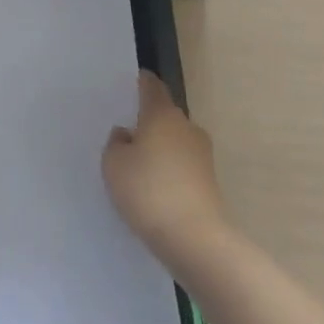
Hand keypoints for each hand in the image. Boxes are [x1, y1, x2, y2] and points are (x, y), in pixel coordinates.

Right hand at [103, 72, 228, 267]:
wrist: (195, 240)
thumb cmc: (148, 191)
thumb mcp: (113, 164)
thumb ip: (116, 143)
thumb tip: (128, 135)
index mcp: (161, 113)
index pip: (151, 86)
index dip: (140, 83)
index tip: (130, 85)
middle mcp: (186, 126)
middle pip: (164, 115)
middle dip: (147, 121)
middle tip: (126, 135)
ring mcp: (202, 155)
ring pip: (175, 141)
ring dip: (160, 148)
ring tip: (139, 167)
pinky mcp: (210, 182)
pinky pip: (183, 165)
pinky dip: (170, 171)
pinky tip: (156, 189)